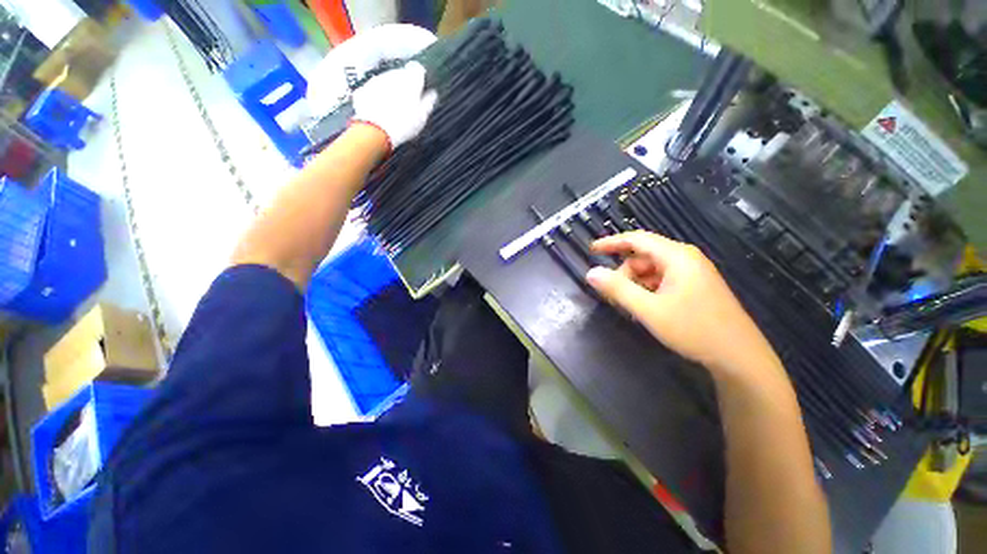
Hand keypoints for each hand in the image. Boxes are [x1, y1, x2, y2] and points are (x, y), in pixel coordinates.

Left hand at [352, 61, 438, 150]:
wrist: (375, 132)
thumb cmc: (402, 126)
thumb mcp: (422, 117)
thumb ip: (428, 102)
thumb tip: (433, 95)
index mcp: (411, 81)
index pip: (418, 70)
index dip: (420, 78)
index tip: (421, 88)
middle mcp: (393, 75)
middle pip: (401, 74)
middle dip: (405, 85)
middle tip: (408, 103)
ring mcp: (376, 81)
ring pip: (387, 81)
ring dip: (391, 91)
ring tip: (394, 110)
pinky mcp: (364, 89)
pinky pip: (373, 90)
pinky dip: (377, 97)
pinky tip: (381, 111)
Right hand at [585, 231, 781, 379]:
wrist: (740, 357)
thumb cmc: (694, 330)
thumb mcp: (649, 310)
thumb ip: (617, 289)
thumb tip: (591, 273)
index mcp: (676, 256)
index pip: (637, 239)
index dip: (611, 243)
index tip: (591, 250)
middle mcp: (685, 259)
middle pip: (643, 257)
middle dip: (624, 274)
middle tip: (614, 297)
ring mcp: (693, 273)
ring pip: (652, 270)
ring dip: (636, 285)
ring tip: (631, 307)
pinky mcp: (695, 286)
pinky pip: (663, 280)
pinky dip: (649, 290)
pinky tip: (647, 309)